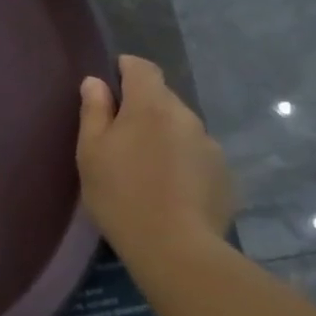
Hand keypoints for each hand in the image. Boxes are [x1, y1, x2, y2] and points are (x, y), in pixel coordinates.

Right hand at [77, 55, 233, 255]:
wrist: (174, 247)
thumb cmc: (120, 193)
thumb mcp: (91, 151)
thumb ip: (94, 111)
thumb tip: (96, 82)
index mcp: (151, 106)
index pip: (142, 68)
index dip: (125, 68)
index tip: (111, 83)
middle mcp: (186, 116)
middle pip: (162, 98)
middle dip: (142, 107)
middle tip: (119, 136)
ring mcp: (210, 146)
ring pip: (180, 127)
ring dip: (163, 135)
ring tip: (145, 166)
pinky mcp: (224, 174)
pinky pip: (196, 154)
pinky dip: (181, 160)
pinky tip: (168, 188)